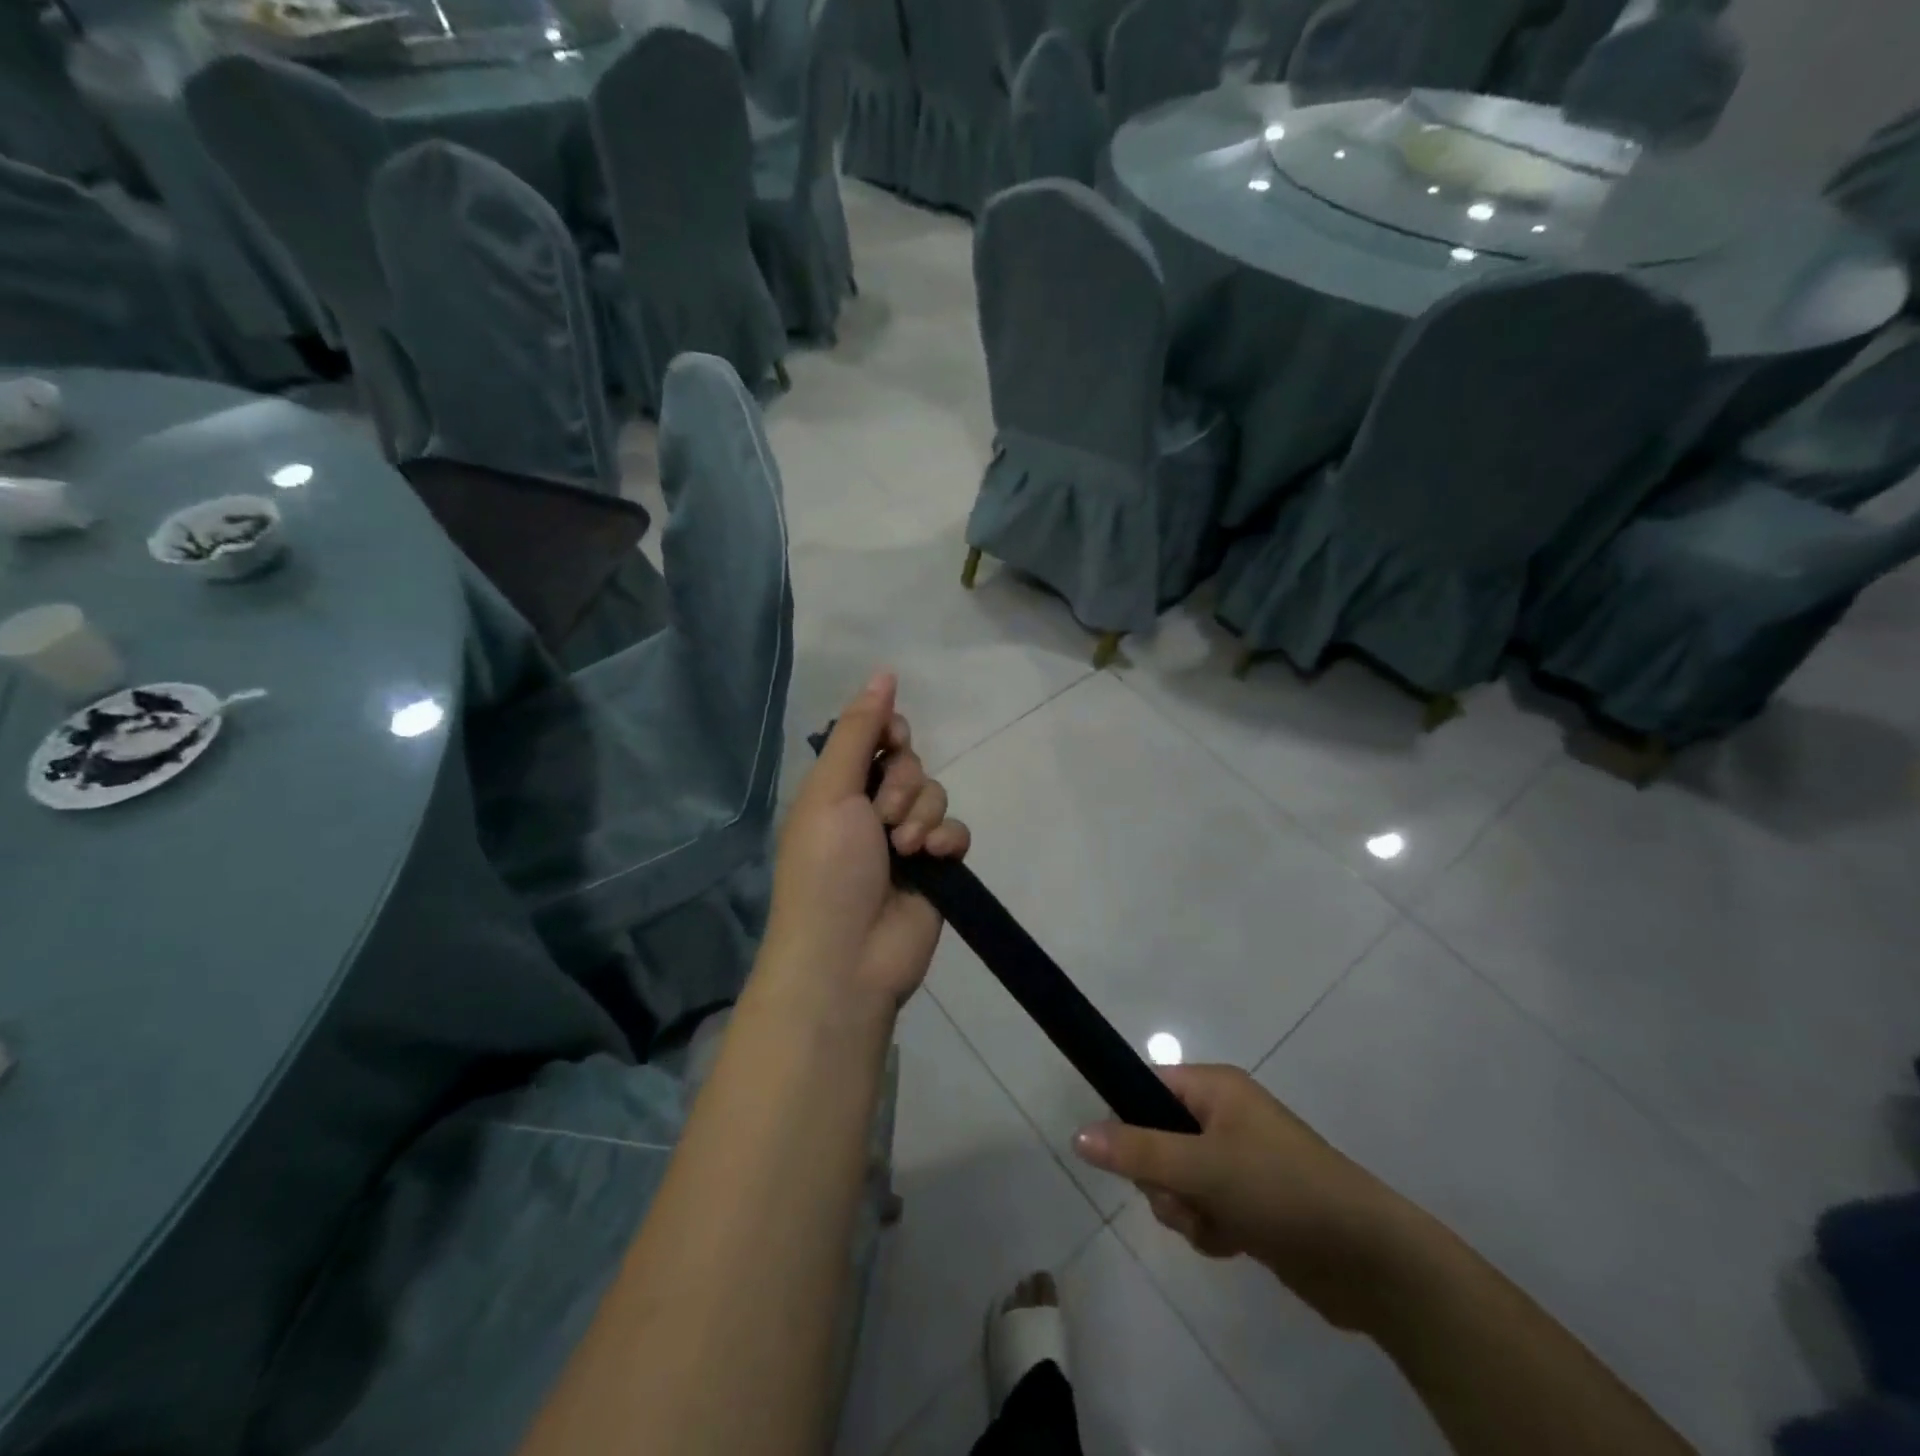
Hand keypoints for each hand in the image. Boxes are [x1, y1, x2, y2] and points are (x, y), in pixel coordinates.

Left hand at [765, 672, 970, 1009]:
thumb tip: (884, 672)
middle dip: (903, 785)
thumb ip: (859, 731)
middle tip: (883, 818)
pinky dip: (948, 840)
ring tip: (904, 849)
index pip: (875, 737)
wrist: (847, 957)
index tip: (893, 741)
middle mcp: (871, 809)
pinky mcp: (935, 867)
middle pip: (910, 763)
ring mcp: (905, 840)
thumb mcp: (831, 791)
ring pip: (936, 795)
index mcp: (838, 788)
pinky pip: (956, 831)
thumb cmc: (827, 868)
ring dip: (923, 816)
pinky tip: (934, 859)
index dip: (890, 733)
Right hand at [1074, 1066, 1423, 1330]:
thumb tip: (1077, 1135)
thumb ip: (1137, 1152)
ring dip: (1186, 1210)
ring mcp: (1238, 1160)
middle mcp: (1224, 1116)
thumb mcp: (1203, 1168)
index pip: (1147, 1087)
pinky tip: (1235, 1244)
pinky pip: (1203, 1208)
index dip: (1129, 1120)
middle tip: (1185, 1197)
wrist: (1368, 1260)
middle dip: (1162, 1179)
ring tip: (1216, 1225)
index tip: (1126, 1158)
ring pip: (1177, 1180)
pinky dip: (1209, 1229)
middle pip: (1157, 1140)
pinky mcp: (1250, 1201)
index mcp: (1215, 1088)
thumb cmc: (1281, 1190)